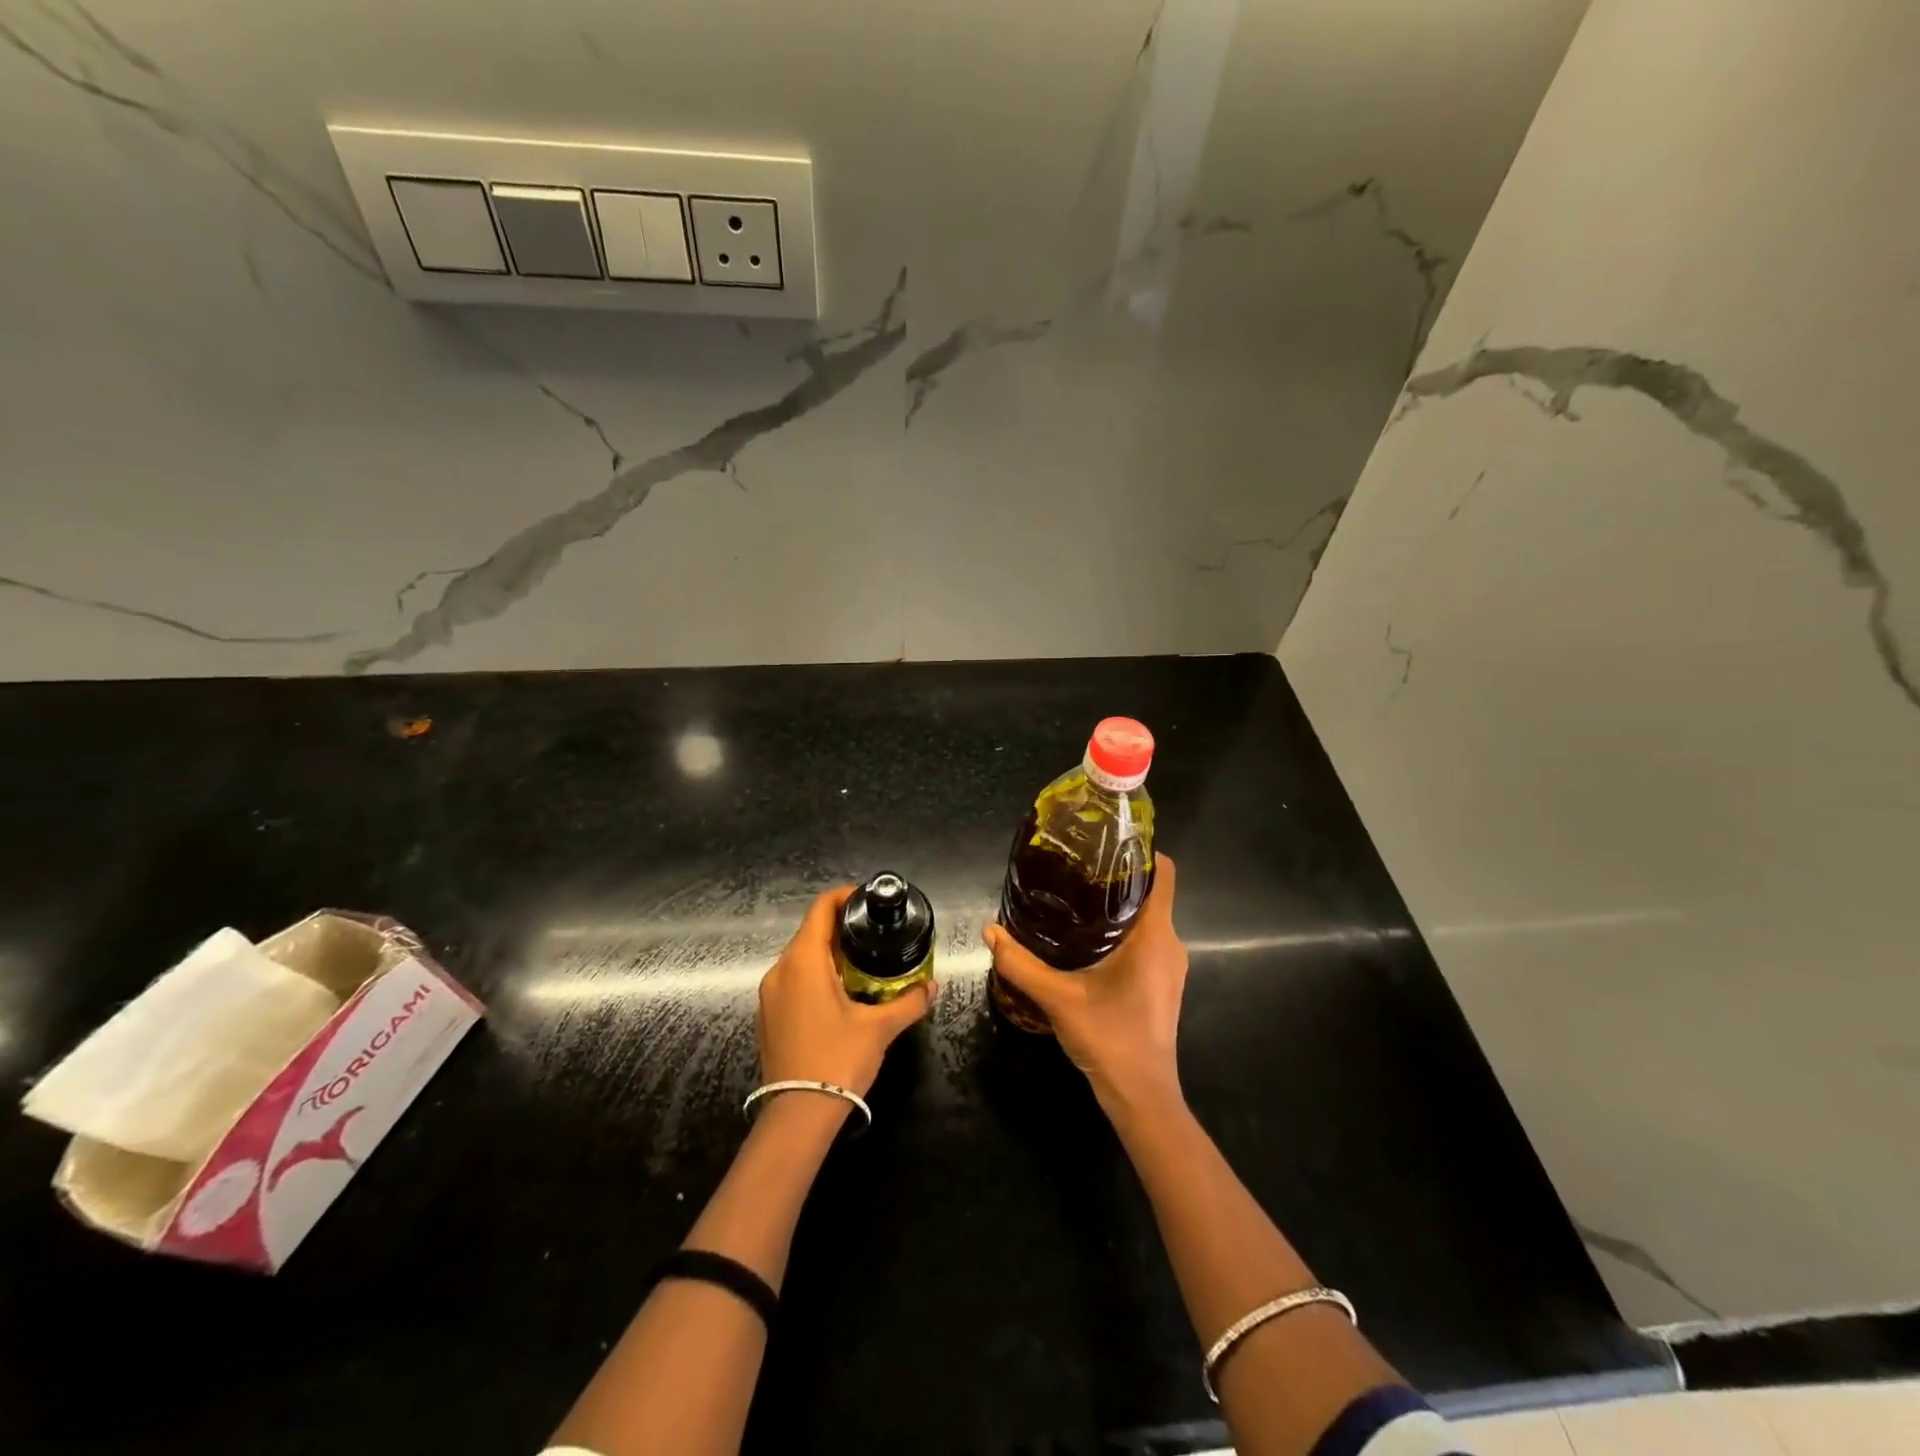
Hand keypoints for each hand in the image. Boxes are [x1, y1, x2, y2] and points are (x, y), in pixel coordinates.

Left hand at [757, 886, 936, 1096]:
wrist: (797, 1116)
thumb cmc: (838, 1060)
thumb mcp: (880, 1028)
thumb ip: (909, 1001)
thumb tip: (932, 986)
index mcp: (804, 961)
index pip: (820, 909)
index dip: (843, 896)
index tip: (867, 900)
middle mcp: (780, 970)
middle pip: (809, 932)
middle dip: (840, 929)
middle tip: (872, 935)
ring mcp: (768, 995)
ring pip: (799, 959)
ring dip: (827, 955)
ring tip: (860, 965)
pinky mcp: (766, 1017)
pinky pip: (791, 982)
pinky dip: (813, 977)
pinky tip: (837, 996)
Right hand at [984, 853, 1187, 1120]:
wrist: (1142, 1097)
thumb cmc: (1110, 1040)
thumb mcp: (1059, 999)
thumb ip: (1021, 964)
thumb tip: (990, 931)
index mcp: (1155, 936)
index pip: (1164, 873)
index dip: (1141, 850)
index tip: (1107, 841)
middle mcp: (1170, 944)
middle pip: (1152, 892)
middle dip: (1118, 876)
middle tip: (1077, 868)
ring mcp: (1169, 965)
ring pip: (1149, 918)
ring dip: (1119, 905)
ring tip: (1077, 897)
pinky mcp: (1163, 982)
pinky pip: (1147, 939)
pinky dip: (1123, 929)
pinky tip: (1089, 938)